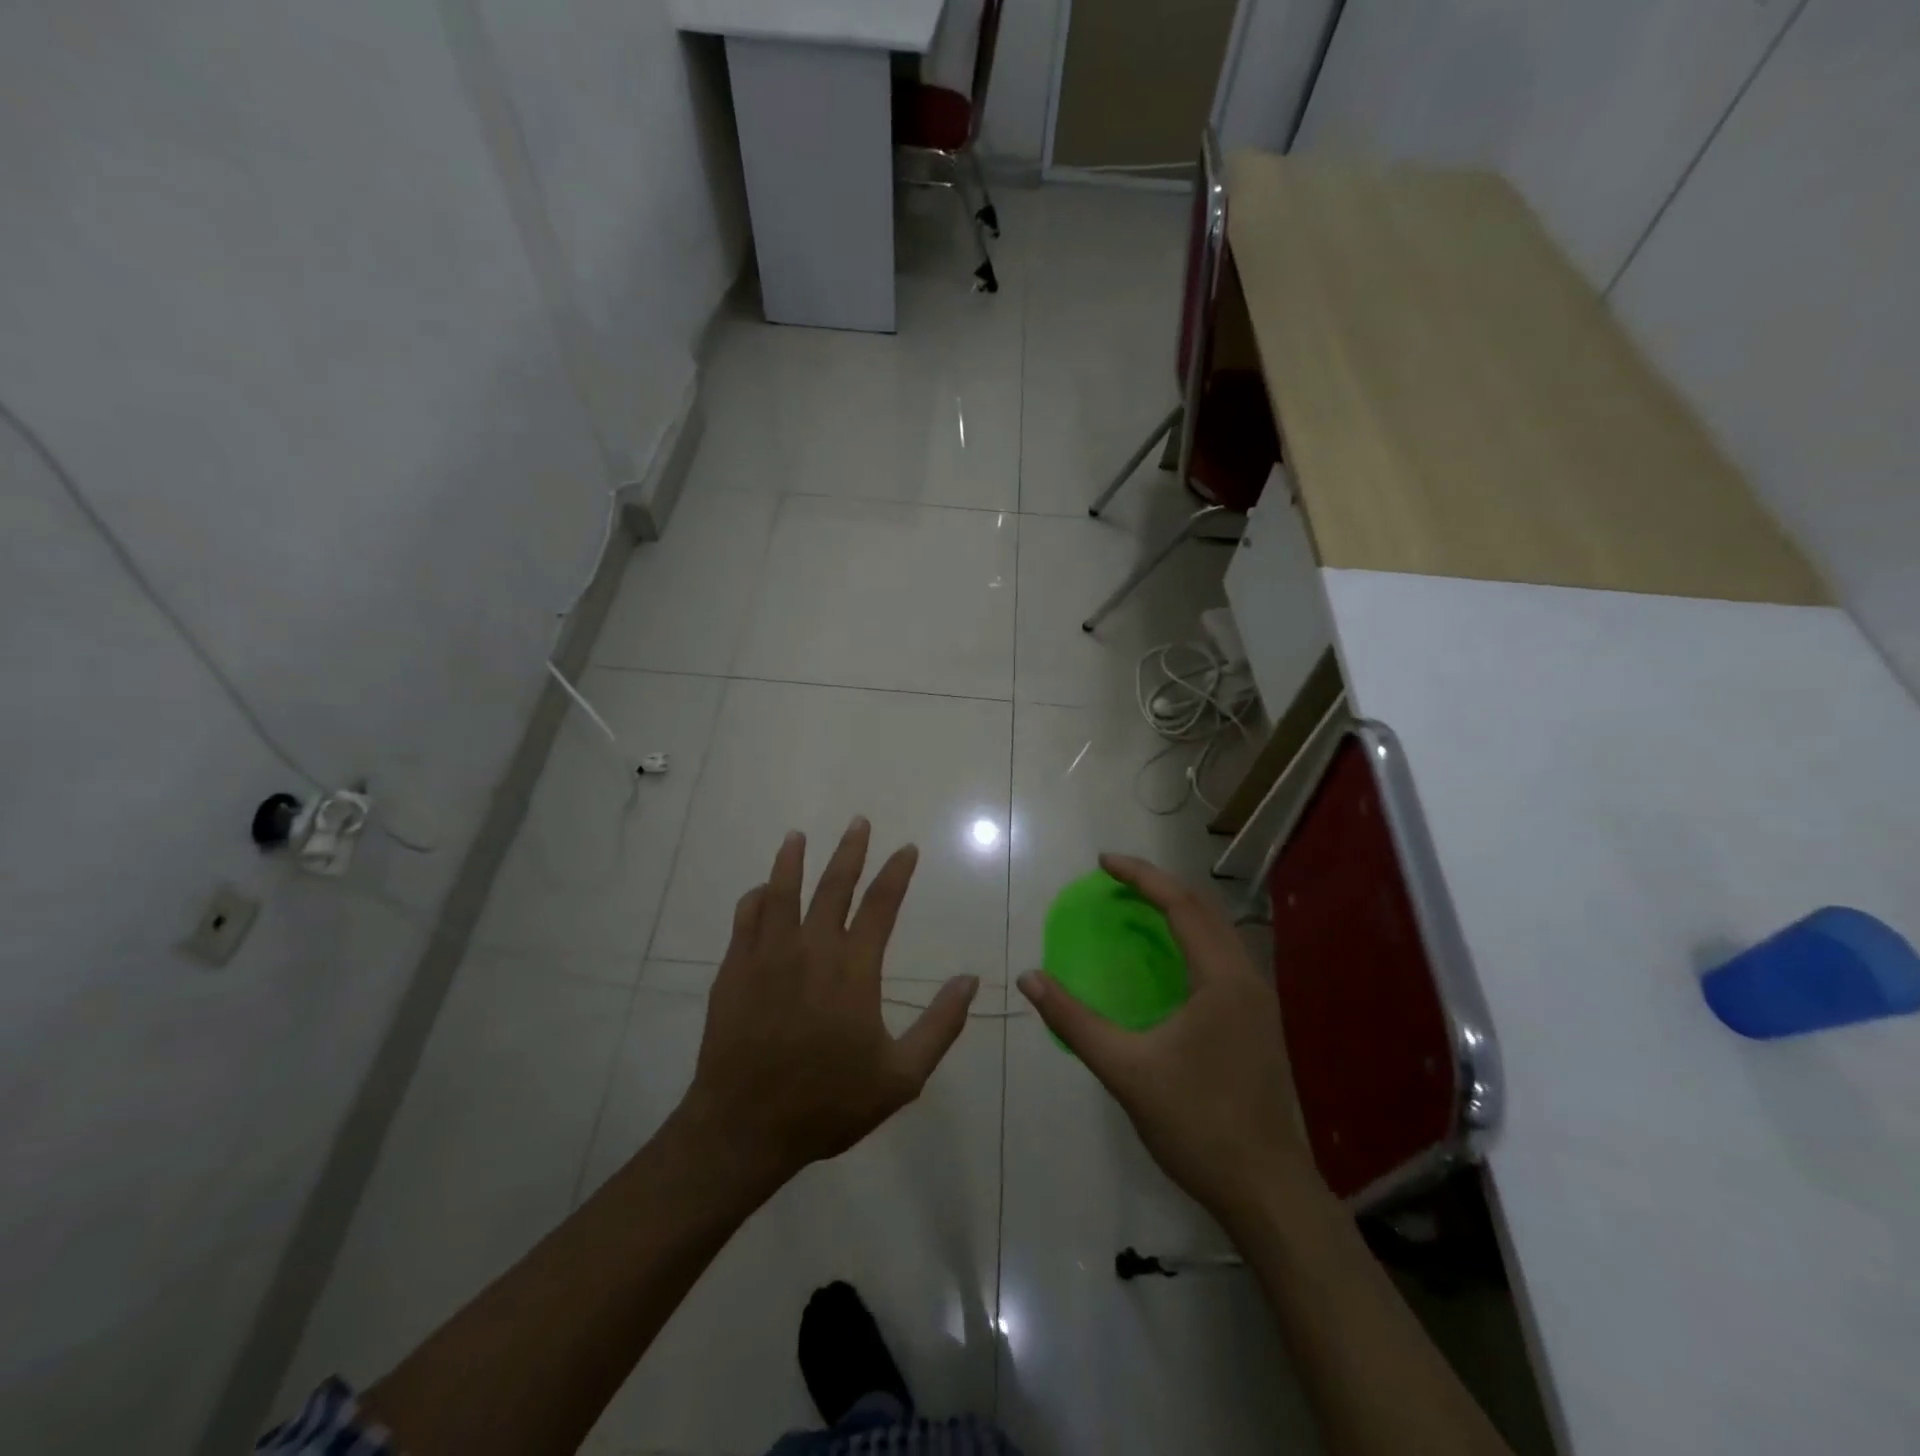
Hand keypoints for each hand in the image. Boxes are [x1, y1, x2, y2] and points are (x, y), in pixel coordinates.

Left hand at [678, 819, 978, 1192]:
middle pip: (833, 886)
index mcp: (853, 969)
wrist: (744, 1127)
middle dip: (850, 851)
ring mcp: (768, 956)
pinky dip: (757, 898)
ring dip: (792, 860)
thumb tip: (970, 981)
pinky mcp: (735, 970)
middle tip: (859, 823)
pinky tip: (762, 890)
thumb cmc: (827, 1103)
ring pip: (782, 892)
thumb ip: (939, 1026)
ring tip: (798, 836)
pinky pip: (746, 919)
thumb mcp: (900, 1077)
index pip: (880, 906)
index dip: (896, 874)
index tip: (907, 848)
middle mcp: (811, 949)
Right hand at [1018, 853, 1316, 1225]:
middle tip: (1115, 881)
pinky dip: (1191, 939)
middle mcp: (1248, 979)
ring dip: (1179, 911)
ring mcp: (1259, 1002)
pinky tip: (1168, 960)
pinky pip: (1223, 958)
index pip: (1181, 906)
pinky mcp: (1259, 1023)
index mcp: (1222, 980)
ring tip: (1138, 908)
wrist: (1267, 1191)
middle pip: (1204, 910)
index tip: (1102, 862)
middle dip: (1159, 886)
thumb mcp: (1126, 1071)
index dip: (1140, 877)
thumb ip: (1074, 1022)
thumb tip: (1030, 979)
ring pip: (1219, 933)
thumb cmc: (1196, 1125)